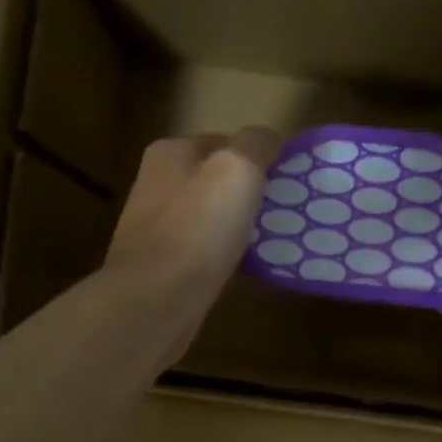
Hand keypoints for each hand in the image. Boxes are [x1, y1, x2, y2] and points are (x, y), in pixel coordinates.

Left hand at [103, 127, 279, 346]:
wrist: (154, 303)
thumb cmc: (197, 231)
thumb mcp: (237, 171)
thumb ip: (256, 144)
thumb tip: (269, 137)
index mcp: (170, 153)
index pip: (224, 140)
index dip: (258, 156)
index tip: (286, 179)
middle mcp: (156, 184)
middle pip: (215, 179)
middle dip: (247, 192)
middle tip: (282, 211)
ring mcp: (154, 228)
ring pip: (208, 216)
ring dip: (235, 225)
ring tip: (269, 240)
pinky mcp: (160, 266)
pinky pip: (201, 250)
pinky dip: (222, 255)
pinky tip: (241, 268)